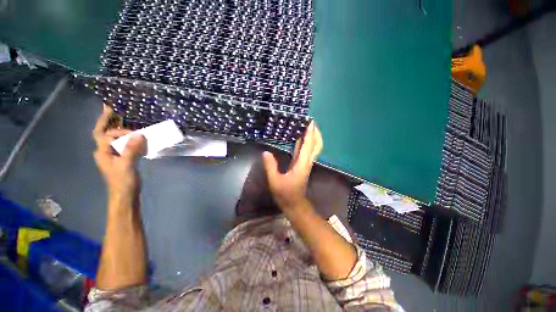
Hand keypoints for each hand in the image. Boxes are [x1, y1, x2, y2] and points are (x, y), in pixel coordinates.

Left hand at [92, 105, 146, 197]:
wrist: (125, 195)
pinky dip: (128, 137)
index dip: (118, 129)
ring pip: (114, 137)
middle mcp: (105, 151)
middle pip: (104, 132)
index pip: (107, 134)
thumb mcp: (126, 165)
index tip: (131, 128)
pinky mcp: (122, 158)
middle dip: (107, 120)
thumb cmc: (122, 181)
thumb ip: (131, 149)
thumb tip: (140, 134)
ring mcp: (114, 155)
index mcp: (102, 152)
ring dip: (118, 127)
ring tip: (123, 117)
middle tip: (111, 107)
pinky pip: (124, 144)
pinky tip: (135, 135)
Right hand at [262, 121, 322, 211]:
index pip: (308, 146)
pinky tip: (299, 137)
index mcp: (302, 164)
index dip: (310, 133)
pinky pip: (305, 151)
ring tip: (306, 126)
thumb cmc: (285, 194)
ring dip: (311, 137)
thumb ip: (270, 167)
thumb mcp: (275, 181)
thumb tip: (265, 152)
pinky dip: (304, 143)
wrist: (294, 204)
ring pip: (312, 148)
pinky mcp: (301, 165)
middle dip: (316, 133)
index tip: (310, 122)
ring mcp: (305, 163)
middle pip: (316, 145)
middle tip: (311, 122)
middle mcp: (306, 162)